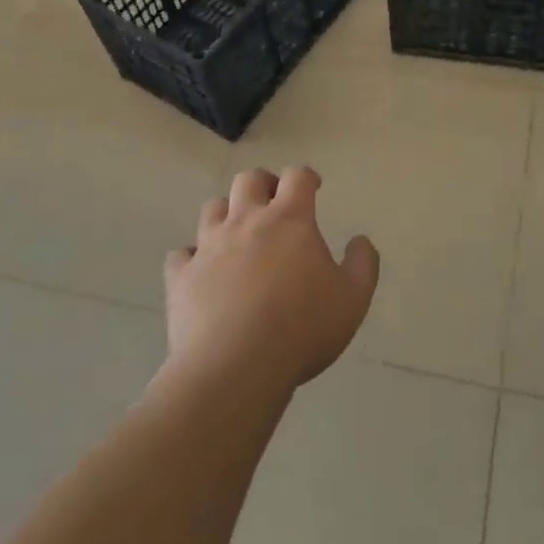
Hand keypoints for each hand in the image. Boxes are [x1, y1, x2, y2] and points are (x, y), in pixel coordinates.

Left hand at [166, 167, 378, 393]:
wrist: (235, 366)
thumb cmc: (302, 328)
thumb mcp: (352, 299)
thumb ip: (362, 265)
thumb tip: (360, 240)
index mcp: (289, 220)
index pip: (297, 178)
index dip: (306, 177)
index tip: (312, 187)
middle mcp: (246, 221)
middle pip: (248, 180)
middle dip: (263, 184)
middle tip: (273, 202)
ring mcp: (209, 246)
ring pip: (212, 208)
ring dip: (227, 213)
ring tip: (237, 232)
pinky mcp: (181, 276)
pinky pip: (182, 254)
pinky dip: (193, 257)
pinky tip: (202, 271)